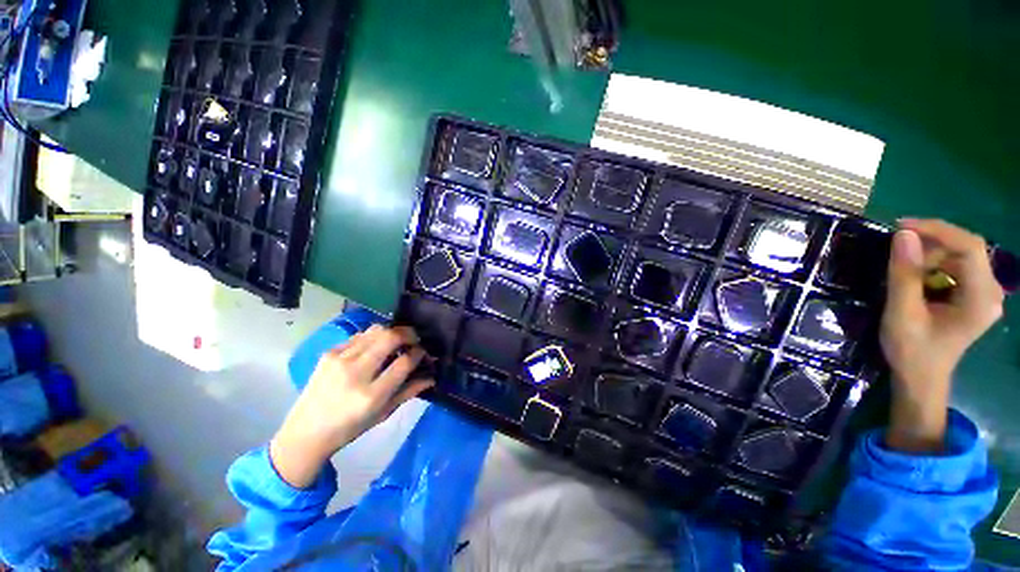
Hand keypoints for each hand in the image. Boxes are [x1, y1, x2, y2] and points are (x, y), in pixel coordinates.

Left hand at [270, 325, 433, 487]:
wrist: (305, 431)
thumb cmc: (349, 428)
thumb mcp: (383, 414)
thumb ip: (409, 392)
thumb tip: (431, 376)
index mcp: (371, 395)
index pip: (404, 362)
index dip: (419, 353)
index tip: (423, 352)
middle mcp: (355, 373)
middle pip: (390, 338)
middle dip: (409, 333)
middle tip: (415, 338)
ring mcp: (339, 360)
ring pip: (375, 331)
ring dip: (392, 332)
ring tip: (397, 340)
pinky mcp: (329, 353)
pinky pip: (359, 335)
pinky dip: (373, 337)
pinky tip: (375, 346)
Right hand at [881, 219, 1003, 452]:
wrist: (921, 378)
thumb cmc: (912, 351)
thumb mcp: (902, 313)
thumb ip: (904, 275)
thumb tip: (903, 235)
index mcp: (981, 298)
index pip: (970, 247)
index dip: (938, 230)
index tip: (901, 226)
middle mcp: (991, 292)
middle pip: (967, 249)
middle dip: (932, 244)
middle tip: (897, 251)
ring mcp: (985, 294)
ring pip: (961, 256)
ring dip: (931, 254)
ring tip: (903, 268)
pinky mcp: (975, 295)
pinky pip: (957, 266)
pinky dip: (934, 264)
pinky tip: (917, 276)